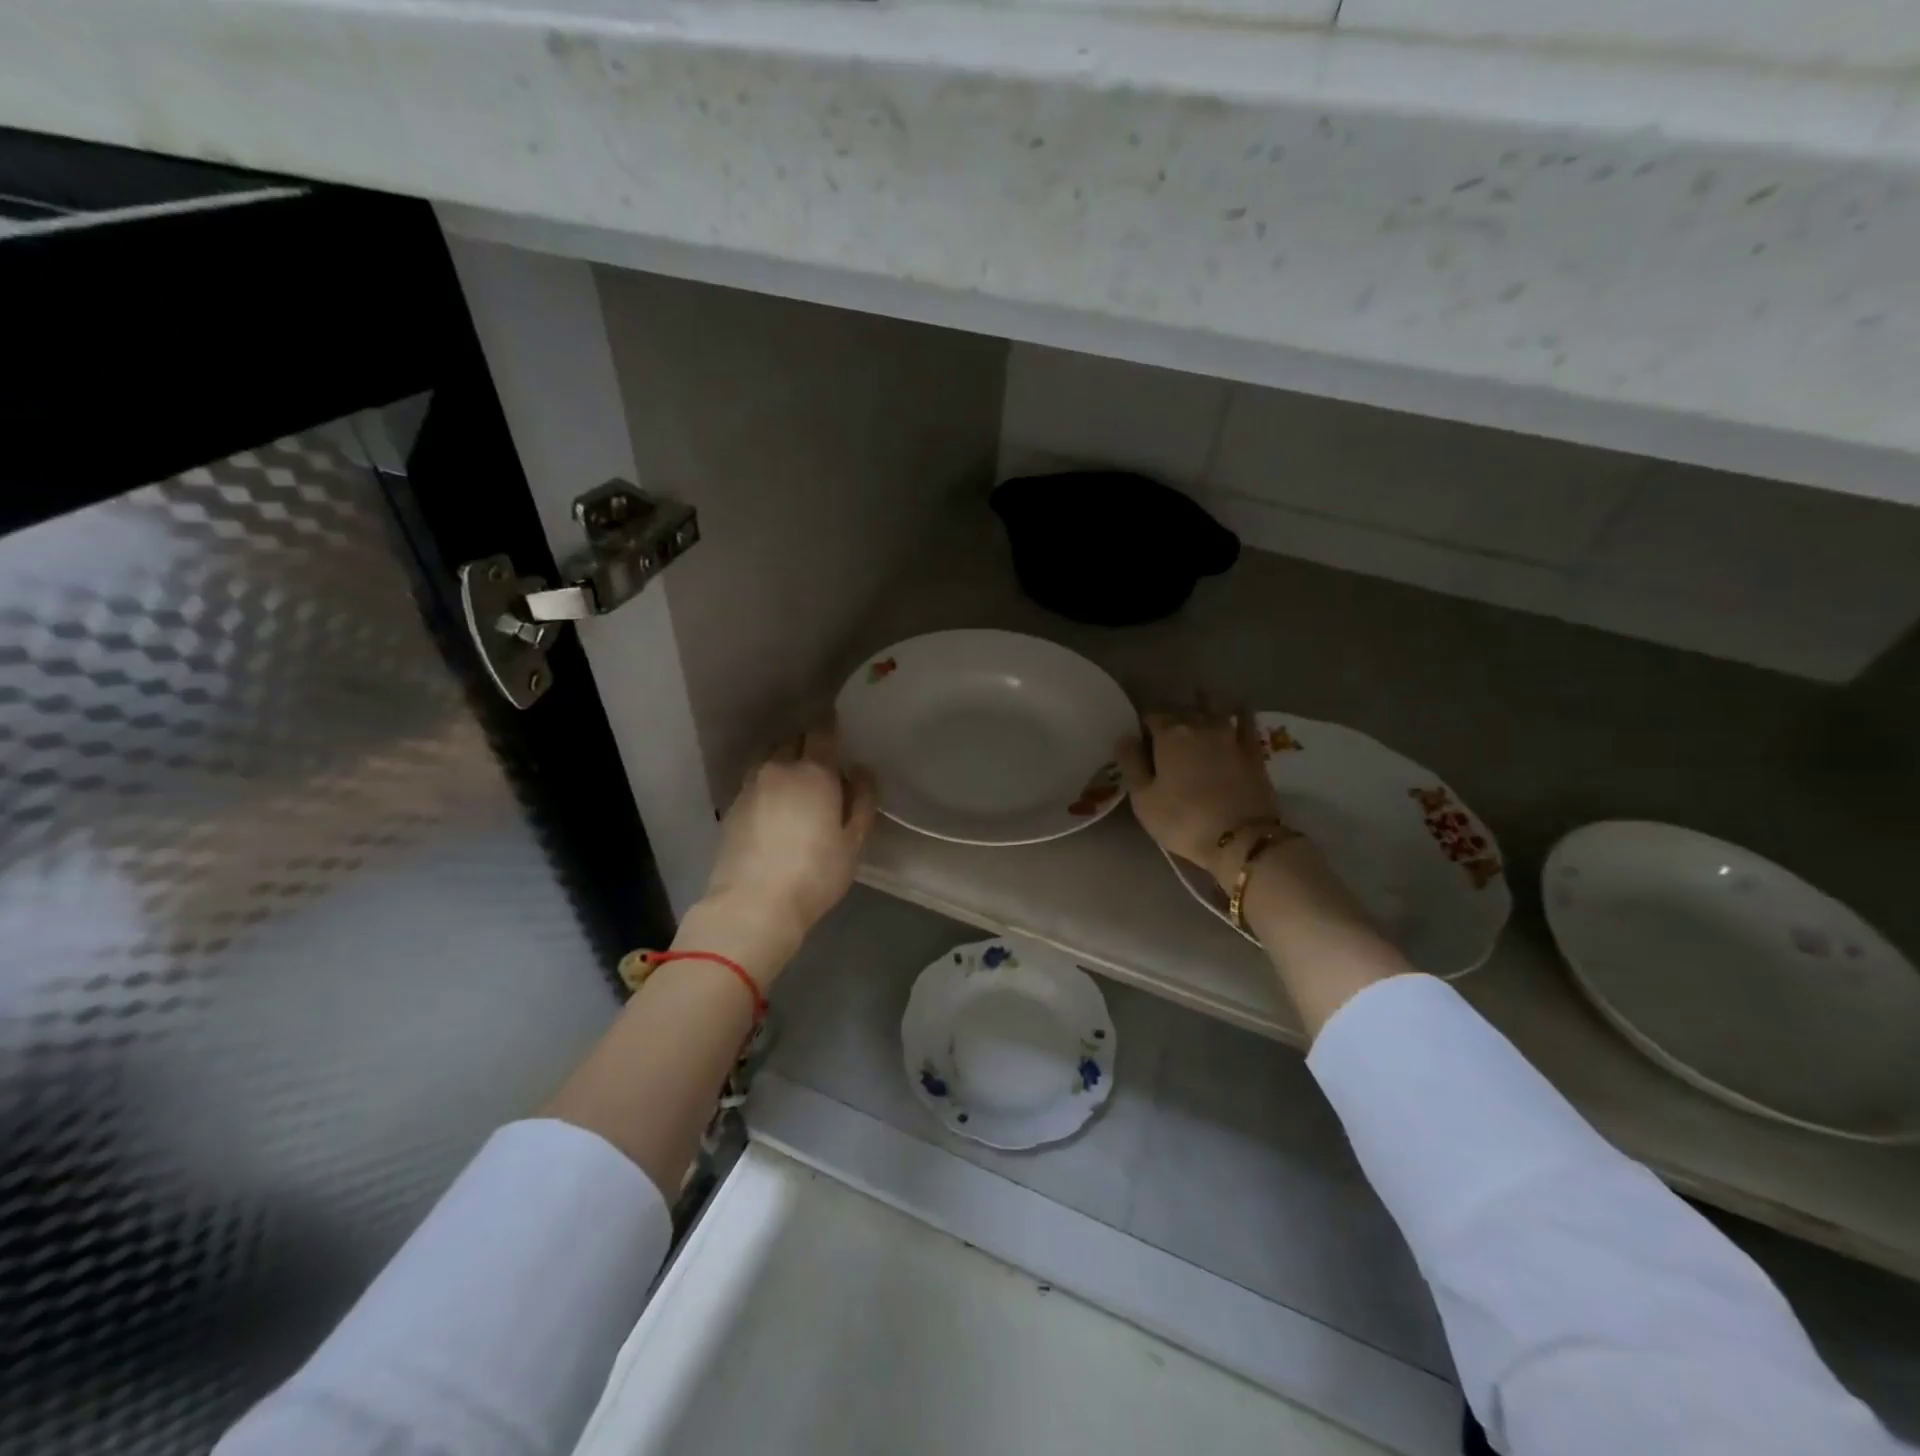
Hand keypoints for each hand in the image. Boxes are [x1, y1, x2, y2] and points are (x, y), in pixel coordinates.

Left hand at [687, 716, 876, 980]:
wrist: (752, 905)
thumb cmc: (814, 874)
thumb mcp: (854, 842)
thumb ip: (862, 801)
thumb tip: (860, 771)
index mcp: (814, 772)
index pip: (821, 731)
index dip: (829, 722)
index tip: (836, 720)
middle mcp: (778, 769)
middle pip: (792, 740)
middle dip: (807, 742)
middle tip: (822, 756)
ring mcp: (750, 787)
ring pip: (769, 758)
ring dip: (784, 760)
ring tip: (796, 778)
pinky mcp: (732, 808)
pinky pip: (754, 780)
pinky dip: (767, 782)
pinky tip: (775, 802)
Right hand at [1117, 707, 1282, 886]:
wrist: (1241, 839)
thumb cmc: (1183, 820)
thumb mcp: (1143, 798)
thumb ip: (1131, 763)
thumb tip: (1125, 737)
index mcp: (1169, 734)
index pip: (1151, 716)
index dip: (1143, 725)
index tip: (1139, 738)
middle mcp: (1200, 725)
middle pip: (1181, 709)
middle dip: (1171, 715)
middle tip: (1164, 730)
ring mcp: (1230, 734)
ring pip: (1214, 707)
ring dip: (1202, 703)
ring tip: (1197, 703)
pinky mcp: (1253, 750)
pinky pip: (1246, 720)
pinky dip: (1238, 712)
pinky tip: (1236, 710)